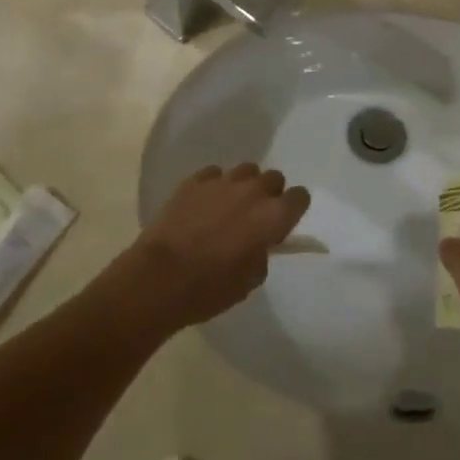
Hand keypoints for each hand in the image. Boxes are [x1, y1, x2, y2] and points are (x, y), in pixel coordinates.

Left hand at [112, 162, 309, 334]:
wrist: (159, 278)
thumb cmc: (210, 288)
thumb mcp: (250, 281)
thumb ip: (262, 254)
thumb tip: (258, 243)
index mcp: (273, 216)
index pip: (300, 197)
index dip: (293, 209)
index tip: (283, 223)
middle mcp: (253, 191)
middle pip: (274, 178)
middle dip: (269, 195)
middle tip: (255, 217)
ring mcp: (222, 182)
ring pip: (246, 171)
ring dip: (244, 186)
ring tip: (228, 207)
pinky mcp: (194, 181)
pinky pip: (214, 175)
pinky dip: (214, 187)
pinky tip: (203, 205)